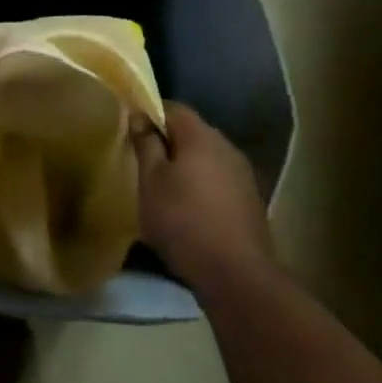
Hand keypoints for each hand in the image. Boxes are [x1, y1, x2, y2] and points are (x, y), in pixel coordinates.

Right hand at [131, 102, 273, 296]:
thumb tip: (140, 116)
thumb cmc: (183, 221)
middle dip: (167, 142)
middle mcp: (227, 147)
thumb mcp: (151, 181)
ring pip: (206, 158)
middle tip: (143, 162)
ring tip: (163, 188)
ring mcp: (242, 174)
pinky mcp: (250, 201)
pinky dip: (201, 186)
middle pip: (192, 132)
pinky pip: (218, 180)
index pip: (173, 108)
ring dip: (185, 166)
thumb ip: (146, 145)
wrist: (237, 275)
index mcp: (202, 136)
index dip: (150, 114)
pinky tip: (188, 208)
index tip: (132, 131)